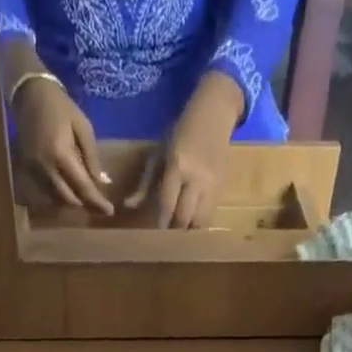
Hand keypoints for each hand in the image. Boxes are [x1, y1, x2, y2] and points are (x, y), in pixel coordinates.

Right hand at [14, 76, 113, 215]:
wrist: (29, 94)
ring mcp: (35, 171)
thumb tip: (103, 183)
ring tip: (84, 195)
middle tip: (98, 202)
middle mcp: (46, 168)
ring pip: (57, 199)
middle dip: (85, 203)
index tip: (110, 211)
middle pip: (69, 200)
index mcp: (62, 155)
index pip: (83, 188)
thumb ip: (93, 158)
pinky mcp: (28, 170)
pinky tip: (68, 187)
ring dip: (72, 200)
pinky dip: (59, 194)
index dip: (97, 202)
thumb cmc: (61, 107)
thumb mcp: (83, 127)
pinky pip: (46, 192)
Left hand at [127, 70, 242, 228]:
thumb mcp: (159, 153)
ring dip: (188, 230)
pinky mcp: (223, 188)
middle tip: (166, 238)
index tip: (154, 236)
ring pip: (200, 222)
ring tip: (180, 233)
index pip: (167, 204)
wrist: (215, 114)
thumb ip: (145, 183)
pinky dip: (199, 223)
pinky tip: (192, 222)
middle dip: (174, 230)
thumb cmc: (181, 132)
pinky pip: (210, 215)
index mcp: (178, 166)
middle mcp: (197, 179)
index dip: (160, 223)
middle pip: (184, 218)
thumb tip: (129, 206)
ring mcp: (213, 185)